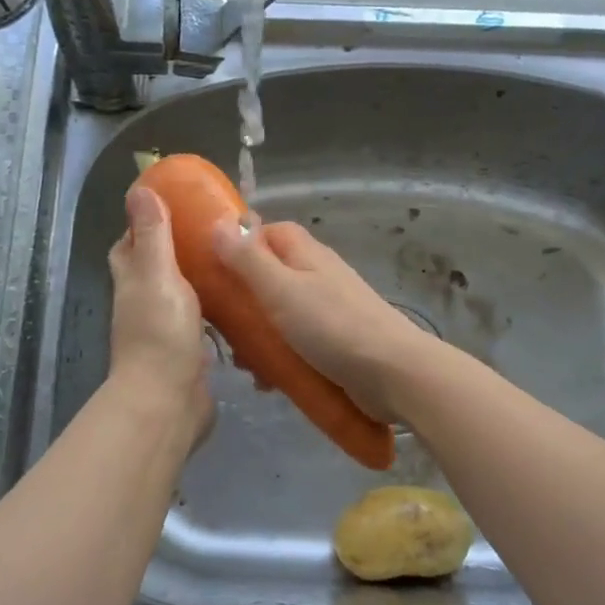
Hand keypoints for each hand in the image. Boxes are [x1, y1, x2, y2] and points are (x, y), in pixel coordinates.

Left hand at [108, 186, 211, 443]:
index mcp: (133, 283)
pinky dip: (216, 313)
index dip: (144, 225)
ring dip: (200, 282)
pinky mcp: (188, 355)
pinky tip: (242, 305)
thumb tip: (140, 189)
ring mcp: (165, 333)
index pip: (129, 246)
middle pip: (155, 270)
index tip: (175, 207)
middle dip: (177, 251)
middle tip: (214, 234)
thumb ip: (153, 234)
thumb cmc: (161, 333)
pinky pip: (202, 325)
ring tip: (235, 263)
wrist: (168, 403)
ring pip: (180, 298)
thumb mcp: (157, 274)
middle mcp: (144, 306)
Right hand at [212, 217, 437, 421]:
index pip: (268, 232)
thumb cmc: (333, 326)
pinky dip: (279, 359)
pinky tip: (268, 382)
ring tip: (245, 365)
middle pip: (269, 277)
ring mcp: (328, 311)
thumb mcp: (281, 289)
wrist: (392, 374)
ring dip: (258, 338)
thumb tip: (218, 223)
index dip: (239, 244)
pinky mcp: (335, 344)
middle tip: (222, 328)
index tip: (211, 268)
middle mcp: (318, 276)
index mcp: (306, 254)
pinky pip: (296, 345)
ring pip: (280, 316)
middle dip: (242, 302)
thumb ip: (248, 259)